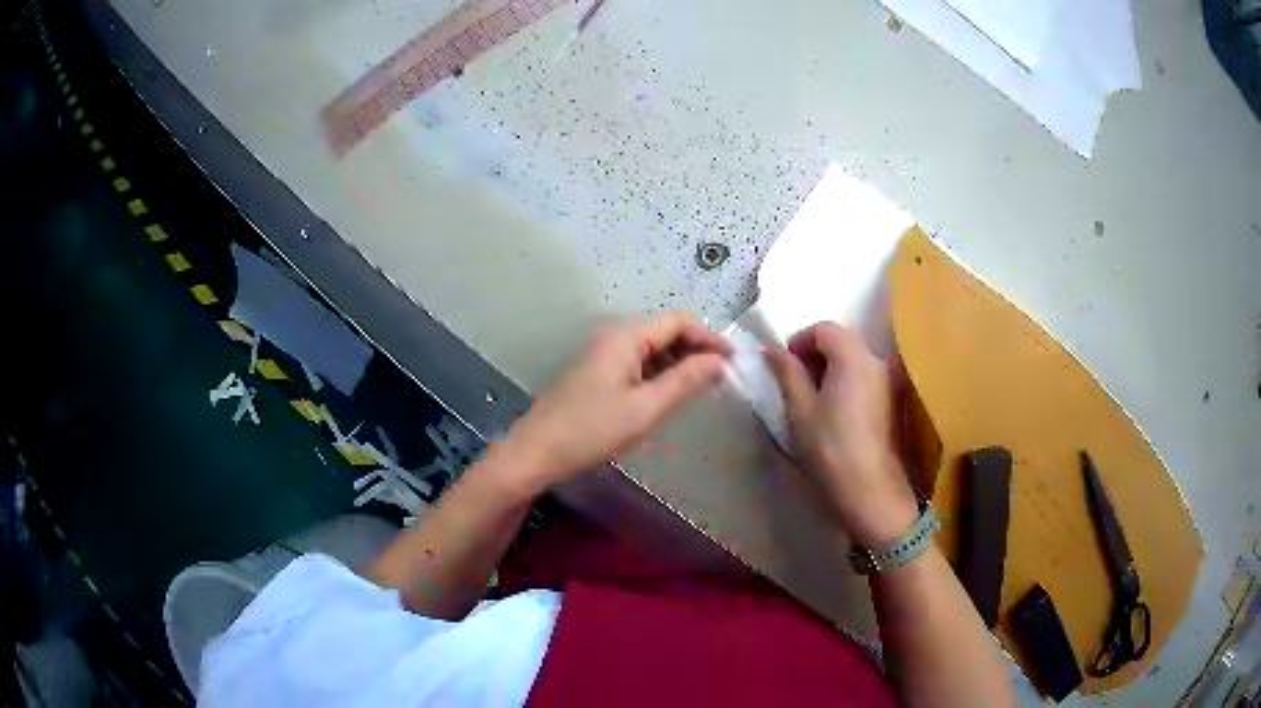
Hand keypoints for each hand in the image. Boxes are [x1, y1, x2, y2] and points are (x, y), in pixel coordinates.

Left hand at [504, 311, 729, 494]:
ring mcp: (602, 354)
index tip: (732, 361)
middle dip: (695, 349)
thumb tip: (719, 360)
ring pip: (651, 348)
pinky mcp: (596, 373)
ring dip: (678, 363)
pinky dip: (658, 373)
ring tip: (701, 388)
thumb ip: (686, 381)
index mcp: (625, 336)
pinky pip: (636, 362)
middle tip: (720, 378)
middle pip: (665, 330)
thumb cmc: (592, 430)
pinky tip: (668, 395)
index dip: (708, 337)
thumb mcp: (646, 408)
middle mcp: (613, 336)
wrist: (536, 452)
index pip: (678, 320)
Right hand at [766, 322, 918, 548]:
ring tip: (814, 399)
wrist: (870, 489)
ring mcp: (889, 380)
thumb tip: (773, 349)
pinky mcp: (893, 400)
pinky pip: (866, 376)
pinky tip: (836, 411)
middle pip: (843, 340)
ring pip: (855, 359)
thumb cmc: (830, 447)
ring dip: (832, 368)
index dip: (800, 340)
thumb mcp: (800, 410)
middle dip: (816, 353)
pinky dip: (848, 381)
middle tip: (796, 382)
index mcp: (852, 356)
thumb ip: (787, 373)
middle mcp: (876, 360)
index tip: (785, 366)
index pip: (824, 328)